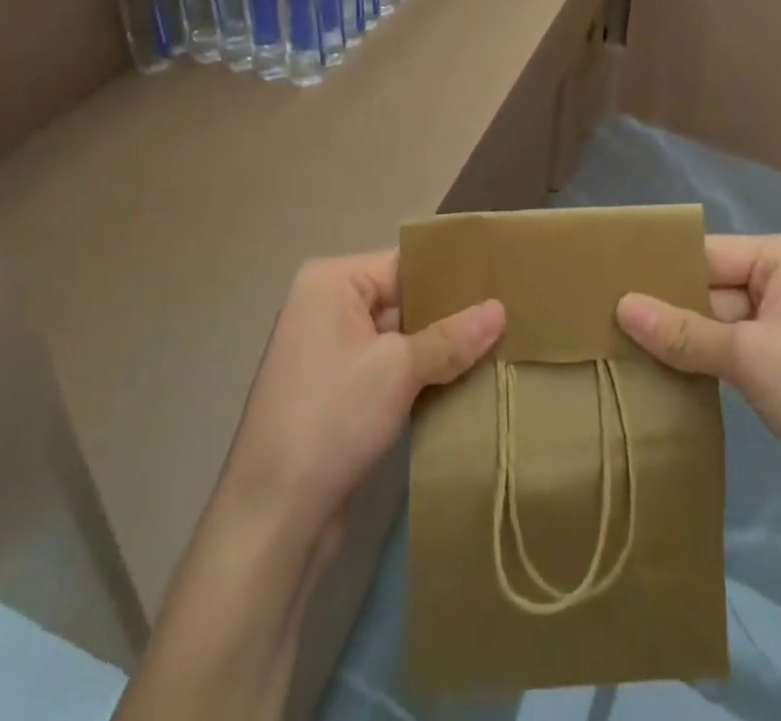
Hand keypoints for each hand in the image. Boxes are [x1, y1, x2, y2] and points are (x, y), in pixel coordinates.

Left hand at [220, 251, 505, 545]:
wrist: (272, 516)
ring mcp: (329, 350)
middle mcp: (326, 305)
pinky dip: (420, 373)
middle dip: (449, 314)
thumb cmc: (331, 418)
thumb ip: (452, 337)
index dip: (451, 275)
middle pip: (402, 297)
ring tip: (497, 346)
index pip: (404, 264)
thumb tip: (501, 308)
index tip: (500, 282)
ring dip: (439, 348)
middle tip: (508, 317)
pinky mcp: (337, 390)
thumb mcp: (398, 370)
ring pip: (399, 335)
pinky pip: (388, 366)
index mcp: (331, 282)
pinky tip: (463, 381)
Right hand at [618, 235, 780, 540]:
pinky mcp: (780, 370)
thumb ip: (683, 331)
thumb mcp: (750, 356)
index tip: (602, 281)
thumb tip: (620, 305)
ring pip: (713, 324)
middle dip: (662, 307)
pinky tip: (652, 373)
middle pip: (707, 287)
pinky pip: (726, 355)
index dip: (658, 270)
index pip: (706, 253)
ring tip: (613, 345)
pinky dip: (696, 364)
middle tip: (598, 318)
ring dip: (675, 340)